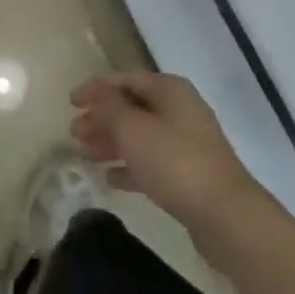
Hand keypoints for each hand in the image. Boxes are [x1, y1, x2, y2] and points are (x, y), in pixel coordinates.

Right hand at [69, 72, 260, 232]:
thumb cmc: (174, 161)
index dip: (97, 88)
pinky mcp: (188, 174)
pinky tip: (110, 178)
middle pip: (133, 107)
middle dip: (102, 117)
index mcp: (169, 90)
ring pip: (140, 135)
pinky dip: (129, 166)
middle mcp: (180, 109)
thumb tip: (98, 95)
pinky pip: (151, 162)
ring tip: (84, 154)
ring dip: (111, 142)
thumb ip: (110, 108)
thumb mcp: (133, 129)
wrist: (224, 213)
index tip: (70, 102)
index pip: (126, 79)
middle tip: (74, 133)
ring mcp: (186, 142)